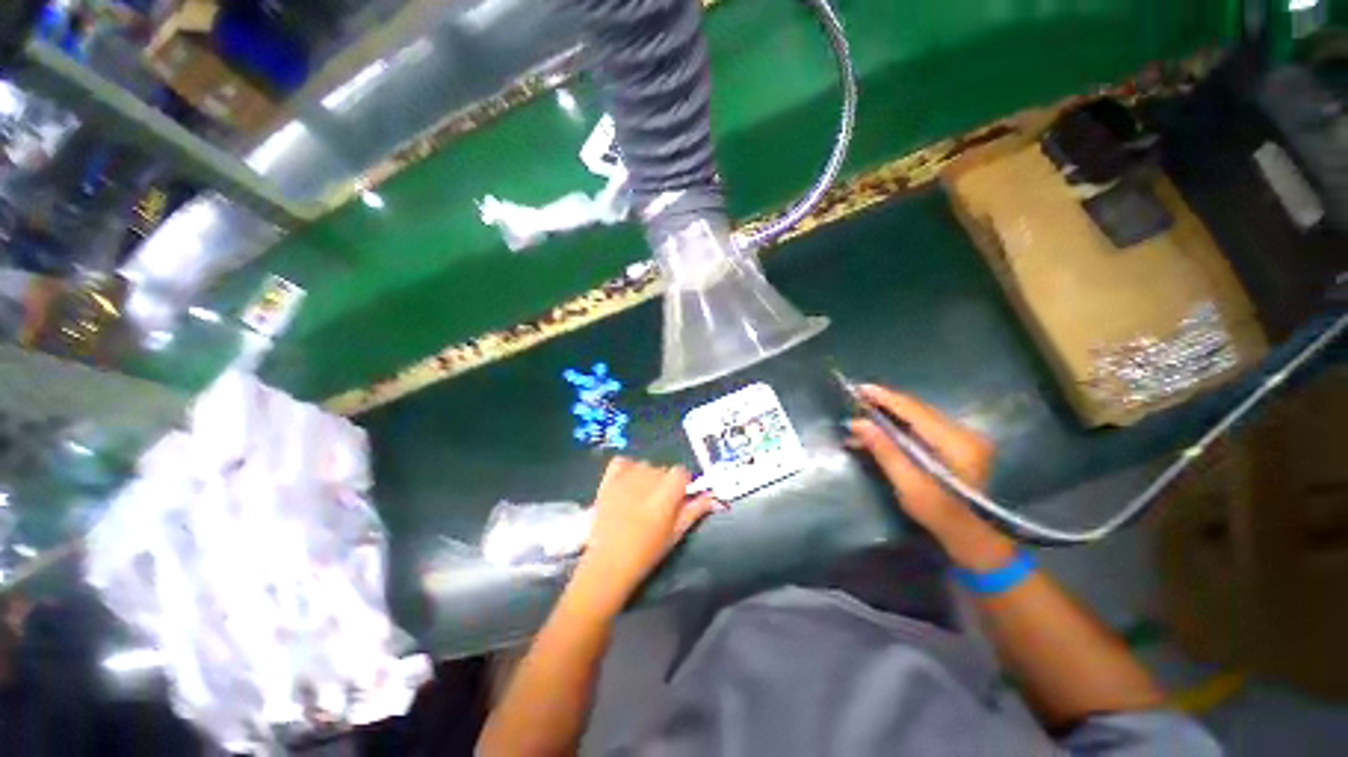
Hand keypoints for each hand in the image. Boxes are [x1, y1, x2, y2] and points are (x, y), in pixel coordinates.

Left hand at [577, 458, 720, 606]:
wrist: (608, 563)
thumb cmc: (646, 552)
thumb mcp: (676, 533)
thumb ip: (694, 511)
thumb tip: (713, 498)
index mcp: (667, 492)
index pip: (681, 471)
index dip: (683, 482)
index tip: (680, 496)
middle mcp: (648, 479)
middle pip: (663, 469)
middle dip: (665, 482)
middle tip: (659, 504)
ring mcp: (626, 478)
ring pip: (644, 465)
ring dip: (647, 476)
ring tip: (641, 497)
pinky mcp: (608, 480)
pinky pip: (622, 461)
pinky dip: (627, 468)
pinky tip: (628, 482)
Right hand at [847, 385, 1016, 570]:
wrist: (978, 541)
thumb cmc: (943, 518)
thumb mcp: (910, 487)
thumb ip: (885, 452)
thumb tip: (858, 423)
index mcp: (957, 443)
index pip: (915, 410)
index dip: (885, 397)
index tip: (859, 388)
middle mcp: (965, 433)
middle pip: (918, 410)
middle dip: (885, 405)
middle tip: (856, 404)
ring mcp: (965, 439)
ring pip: (920, 417)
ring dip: (891, 417)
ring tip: (863, 419)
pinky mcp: (960, 446)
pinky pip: (925, 428)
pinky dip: (901, 428)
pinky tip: (882, 434)